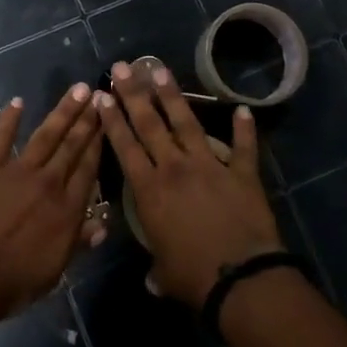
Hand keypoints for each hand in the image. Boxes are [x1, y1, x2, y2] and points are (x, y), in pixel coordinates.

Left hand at [0, 84, 104, 320]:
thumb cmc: (15, 281)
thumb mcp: (56, 270)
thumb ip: (79, 242)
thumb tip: (102, 224)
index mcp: (67, 208)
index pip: (89, 168)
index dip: (100, 142)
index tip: (109, 119)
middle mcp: (48, 182)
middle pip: (72, 146)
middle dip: (87, 119)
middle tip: (98, 93)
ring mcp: (17, 171)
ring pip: (45, 135)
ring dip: (62, 112)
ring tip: (77, 90)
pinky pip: (0, 139)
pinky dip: (8, 119)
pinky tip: (17, 102)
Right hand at [96, 61, 281, 306]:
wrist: (241, 279)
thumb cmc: (193, 277)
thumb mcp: (164, 273)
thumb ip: (156, 269)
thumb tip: (152, 280)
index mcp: (149, 190)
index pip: (125, 146)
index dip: (112, 120)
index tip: (102, 95)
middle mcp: (174, 168)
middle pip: (149, 123)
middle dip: (133, 93)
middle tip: (123, 67)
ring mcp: (209, 166)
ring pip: (186, 123)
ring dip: (173, 95)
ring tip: (160, 70)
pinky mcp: (242, 173)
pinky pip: (244, 148)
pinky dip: (245, 129)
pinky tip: (243, 109)